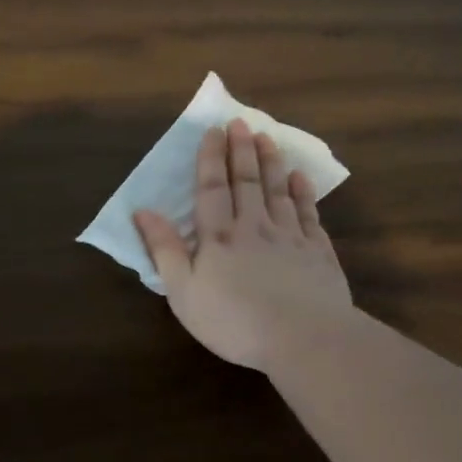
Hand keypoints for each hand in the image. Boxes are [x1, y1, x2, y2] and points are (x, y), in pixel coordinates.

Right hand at [133, 119, 351, 370]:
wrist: (304, 338)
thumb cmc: (234, 320)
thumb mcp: (184, 292)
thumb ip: (165, 250)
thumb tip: (143, 211)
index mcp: (219, 236)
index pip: (212, 188)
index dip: (211, 158)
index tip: (213, 131)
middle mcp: (255, 227)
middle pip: (247, 181)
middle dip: (242, 150)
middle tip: (240, 123)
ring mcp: (290, 237)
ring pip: (278, 190)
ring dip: (271, 162)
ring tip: (267, 138)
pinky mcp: (318, 253)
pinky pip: (308, 213)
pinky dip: (303, 192)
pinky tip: (300, 177)